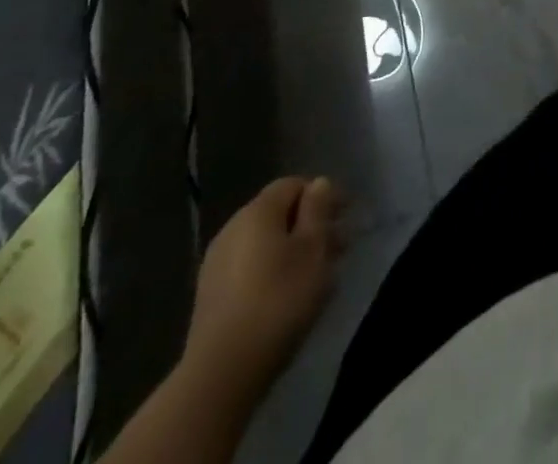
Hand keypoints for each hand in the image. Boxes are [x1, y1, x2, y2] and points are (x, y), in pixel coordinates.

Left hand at [182, 176, 345, 405]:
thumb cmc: (278, 301)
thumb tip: (318, 183)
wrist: (221, 374)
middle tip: (340, 247)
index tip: (346, 215)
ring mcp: (216, 264)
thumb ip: (318, 210)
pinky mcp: (210, 297)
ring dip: (294, 250)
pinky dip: (273, 271)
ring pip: (265, 243)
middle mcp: (233, 228)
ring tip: (319, 274)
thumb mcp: (313, 249)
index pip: (293, 184)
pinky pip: (250, 268)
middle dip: (310, 225)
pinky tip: (289, 296)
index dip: (322, 194)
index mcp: (257, 212)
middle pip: (278, 214)